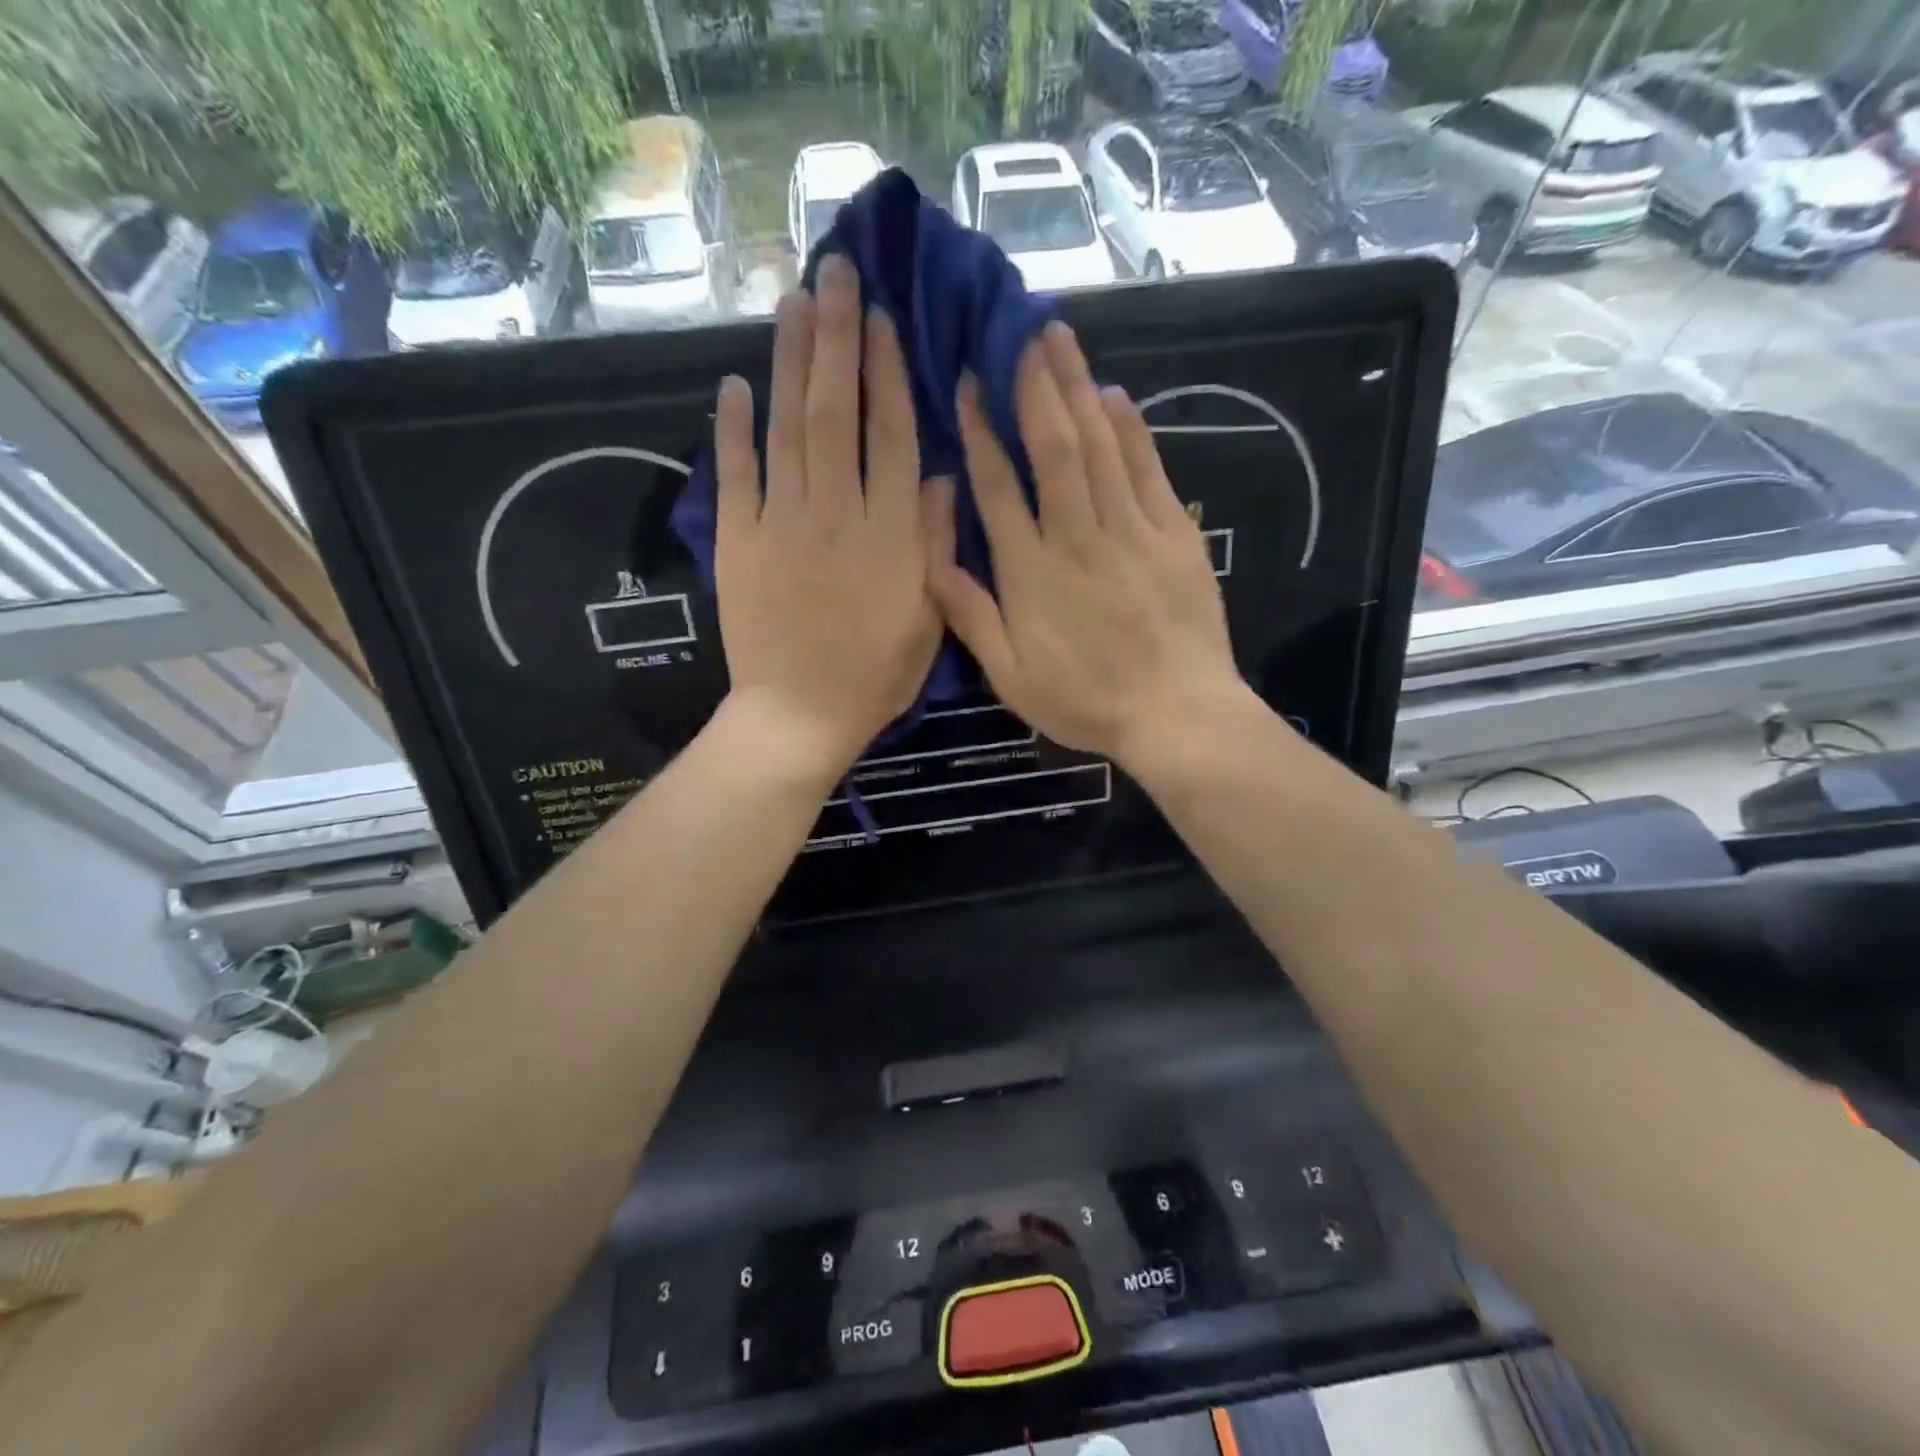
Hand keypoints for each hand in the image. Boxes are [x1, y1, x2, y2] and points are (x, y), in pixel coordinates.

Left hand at [715, 255, 942, 775]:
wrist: (798, 715)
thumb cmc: (874, 676)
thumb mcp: (927, 619)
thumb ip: (935, 545)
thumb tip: (945, 477)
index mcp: (889, 534)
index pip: (891, 435)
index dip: (887, 372)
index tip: (882, 317)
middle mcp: (837, 512)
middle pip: (836, 411)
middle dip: (836, 337)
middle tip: (834, 271)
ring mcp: (781, 523)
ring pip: (786, 427)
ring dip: (789, 361)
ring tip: (792, 301)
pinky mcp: (738, 542)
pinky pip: (735, 475)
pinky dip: (732, 429)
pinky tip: (734, 384)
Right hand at [924, 321, 1246, 766]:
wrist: (1175, 714)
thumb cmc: (1085, 701)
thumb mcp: (1011, 676)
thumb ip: (971, 616)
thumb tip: (933, 560)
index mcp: (1031, 572)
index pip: (999, 487)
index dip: (981, 431)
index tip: (970, 383)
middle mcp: (1078, 537)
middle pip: (1054, 448)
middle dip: (1035, 385)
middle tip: (1020, 331)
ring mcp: (1132, 532)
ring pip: (1101, 446)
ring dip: (1078, 389)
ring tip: (1060, 339)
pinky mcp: (1174, 536)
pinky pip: (1149, 471)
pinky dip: (1133, 430)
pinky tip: (1116, 396)